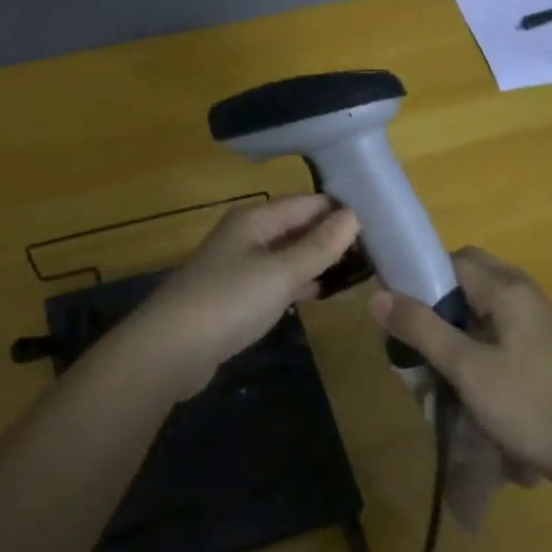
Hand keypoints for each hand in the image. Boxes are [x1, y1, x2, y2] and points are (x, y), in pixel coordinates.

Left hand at [119, 195, 361, 395]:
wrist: (170, 349)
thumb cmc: (229, 301)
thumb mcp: (280, 272)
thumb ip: (318, 246)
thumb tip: (354, 214)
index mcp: (256, 218)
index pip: (308, 203)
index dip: (341, 210)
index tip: (380, 222)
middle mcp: (247, 234)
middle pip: (297, 226)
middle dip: (332, 236)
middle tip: (377, 250)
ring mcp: (239, 264)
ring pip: (288, 253)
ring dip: (318, 260)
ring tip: (359, 270)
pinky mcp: (236, 294)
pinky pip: (276, 278)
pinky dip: (298, 281)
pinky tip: (321, 292)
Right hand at [369, 247, 551, 487]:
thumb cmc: (527, 406)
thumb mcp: (466, 369)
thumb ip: (421, 328)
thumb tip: (377, 296)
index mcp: (506, 287)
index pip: (449, 259)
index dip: (418, 276)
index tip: (397, 310)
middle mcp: (524, 289)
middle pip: (467, 272)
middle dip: (436, 294)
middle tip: (417, 331)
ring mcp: (539, 314)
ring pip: (482, 296)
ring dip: (455, 314)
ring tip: (437, 353)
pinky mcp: (544, 339)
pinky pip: (499, 317)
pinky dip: (476, 329)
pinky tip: (469, 367)